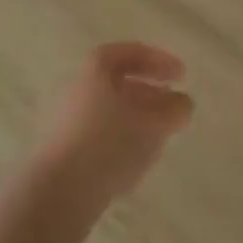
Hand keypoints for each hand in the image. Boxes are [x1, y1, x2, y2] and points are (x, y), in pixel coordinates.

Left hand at [33, 43, 193, 212]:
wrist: (57, 190)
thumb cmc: (107, 143)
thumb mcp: (150, 123)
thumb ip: (173, 110)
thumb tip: (184, 102)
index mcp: (97, 67)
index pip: (131, 52)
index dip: (159, 60)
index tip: (183, 75)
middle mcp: (80, 84)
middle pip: (119, 80)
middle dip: (150, 90)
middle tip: (174, 104)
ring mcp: (70, 116)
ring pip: (111, 108)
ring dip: (139, 116)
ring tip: (162, 133)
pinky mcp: (66, 147)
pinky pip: (101, 132)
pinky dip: (124, 136)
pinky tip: (138, 157)